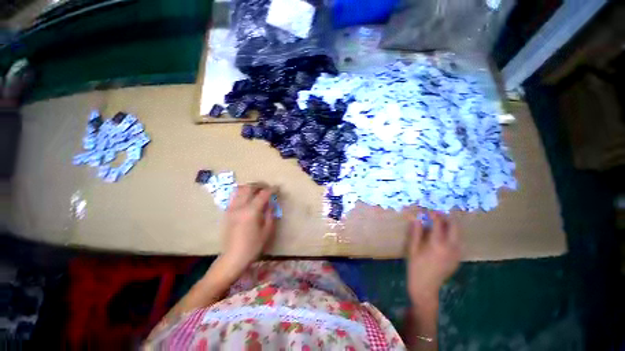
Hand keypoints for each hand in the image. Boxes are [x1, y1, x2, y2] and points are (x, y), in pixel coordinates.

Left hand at [221, 183, 276, 272]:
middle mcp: (240, 206)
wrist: (233, 257)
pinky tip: (247, 197)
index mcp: (251, 211)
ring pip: (239, 189)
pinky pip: (233, 196)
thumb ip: (270, 213)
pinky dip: (241, 192)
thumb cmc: (253, 246)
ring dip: (250, 187)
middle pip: (249, 187)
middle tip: (268, 187)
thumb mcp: (267, 230)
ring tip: (257, 190)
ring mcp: (231, 208)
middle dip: (260, 185)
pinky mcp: (227, 212)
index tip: (277, 188)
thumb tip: (271, 202)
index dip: (272, 189)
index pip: (263, 194)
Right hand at [407, 211, 460, 302]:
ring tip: (439, 224)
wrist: (426, 286)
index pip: (439, 223)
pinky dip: (452, 235)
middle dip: (447, 218)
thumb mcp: (413, 247)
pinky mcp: (458, 258)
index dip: (434, 214)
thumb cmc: (416, 266)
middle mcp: (451, 247)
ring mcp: (456, 253)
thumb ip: (416, 231)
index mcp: (437, 244)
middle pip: (454, 227)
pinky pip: (458, 242)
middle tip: (436, 215)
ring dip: (450, 226)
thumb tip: (416, 218)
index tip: (429, 210)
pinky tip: (442, 237)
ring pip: (459, 234)